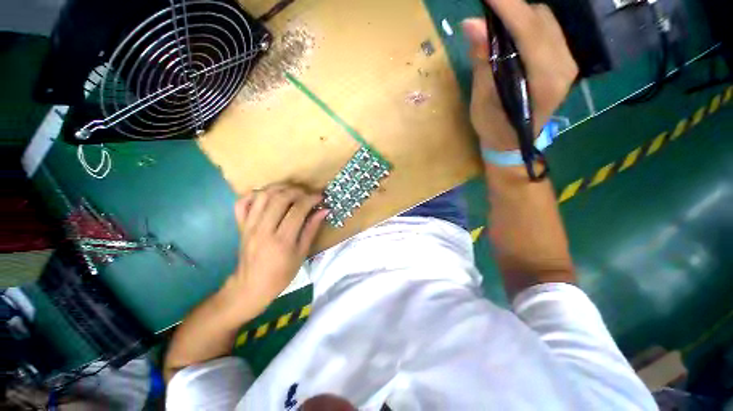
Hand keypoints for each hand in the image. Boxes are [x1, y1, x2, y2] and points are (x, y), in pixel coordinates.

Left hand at [227, 183, 327, 312]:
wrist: (251, 286)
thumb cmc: (282, 274)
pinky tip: (268, 195)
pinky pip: (243, 203)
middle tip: (307, 194)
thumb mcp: (302, 253)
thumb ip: (312, 229)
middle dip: (297, 191)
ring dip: (279, 188)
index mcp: (282, 240)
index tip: (320, 197)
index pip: (298, 210)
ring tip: (291, 191)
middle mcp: (263, 229)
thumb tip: (324, 210)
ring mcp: (249, 226)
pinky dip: (255, 194)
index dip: (311, 199)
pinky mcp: (240, 226)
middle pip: (280, 198)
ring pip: (262, 196)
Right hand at [462, 0, 577, 150]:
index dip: (508, 8)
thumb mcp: (482, 101)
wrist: (512, 144)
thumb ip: (483, 62)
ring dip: (520, 15)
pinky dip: (527, 23)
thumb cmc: (494, 129)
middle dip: (512, 10)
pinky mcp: (564, 61)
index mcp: (543, 81)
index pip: (529, 31)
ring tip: (496, 22)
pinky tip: (511, 32)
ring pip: (546, 21)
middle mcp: (564, 66)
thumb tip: (471, 24)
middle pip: (541, 20)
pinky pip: (548, 30)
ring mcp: (567, 62)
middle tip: (486, 11)